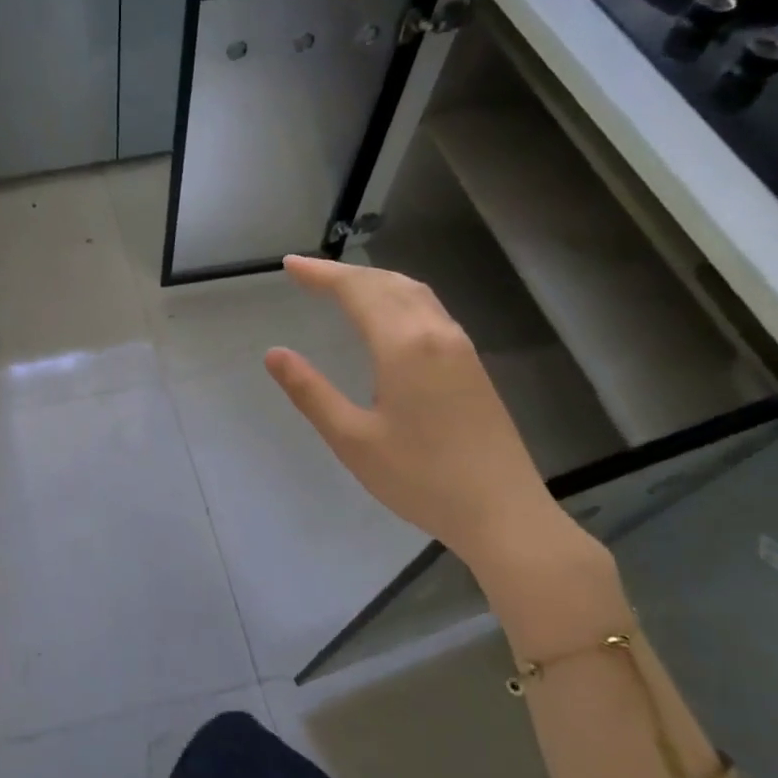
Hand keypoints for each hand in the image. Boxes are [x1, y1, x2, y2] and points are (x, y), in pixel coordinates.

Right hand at [264, 255, 584, 578]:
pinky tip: (388, 315)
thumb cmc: (419, 478)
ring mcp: (460, 348)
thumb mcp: (352, 439)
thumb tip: (275, 353)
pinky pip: (430, 310)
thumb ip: (311, 392)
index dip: (322, 274)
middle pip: (387, 283)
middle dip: (345, 273)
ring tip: (342, 285)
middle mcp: (436, 334)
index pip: (357, 291)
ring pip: (414, 293)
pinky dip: (398, 297)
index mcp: (404, 346)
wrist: (502, 512)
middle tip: (307, 272)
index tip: (290, 265)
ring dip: (375, 281)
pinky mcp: (472, 365)